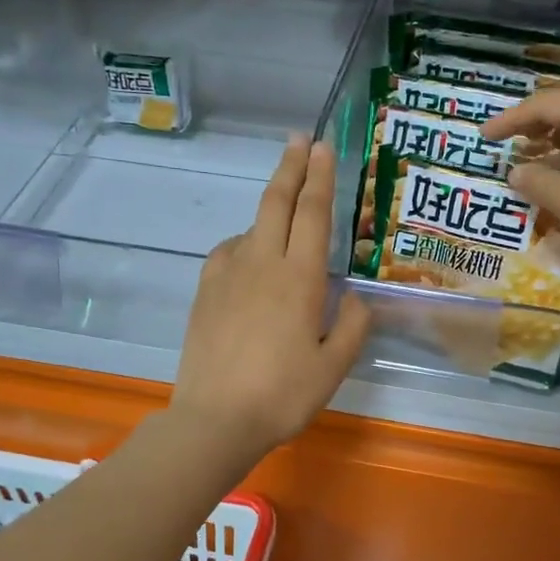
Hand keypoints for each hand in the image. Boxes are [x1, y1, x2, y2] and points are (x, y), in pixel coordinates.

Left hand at [170, 136, 370, 464]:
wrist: (214, 420)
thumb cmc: (282, 396)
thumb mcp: (333, 367)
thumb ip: (351, 326)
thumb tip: (355, 296)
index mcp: (299, 279)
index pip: (313, 214)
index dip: (319, 177)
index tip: (322, 147)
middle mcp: (262, 264)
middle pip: (276, 203)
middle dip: (290, 167)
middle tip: (300, 140)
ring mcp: (227, 275)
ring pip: (252, 227)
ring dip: (270, 211)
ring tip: (285, 218)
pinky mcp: (205, 292)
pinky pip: (229, 252)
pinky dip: (245, 243)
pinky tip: (251, 259)